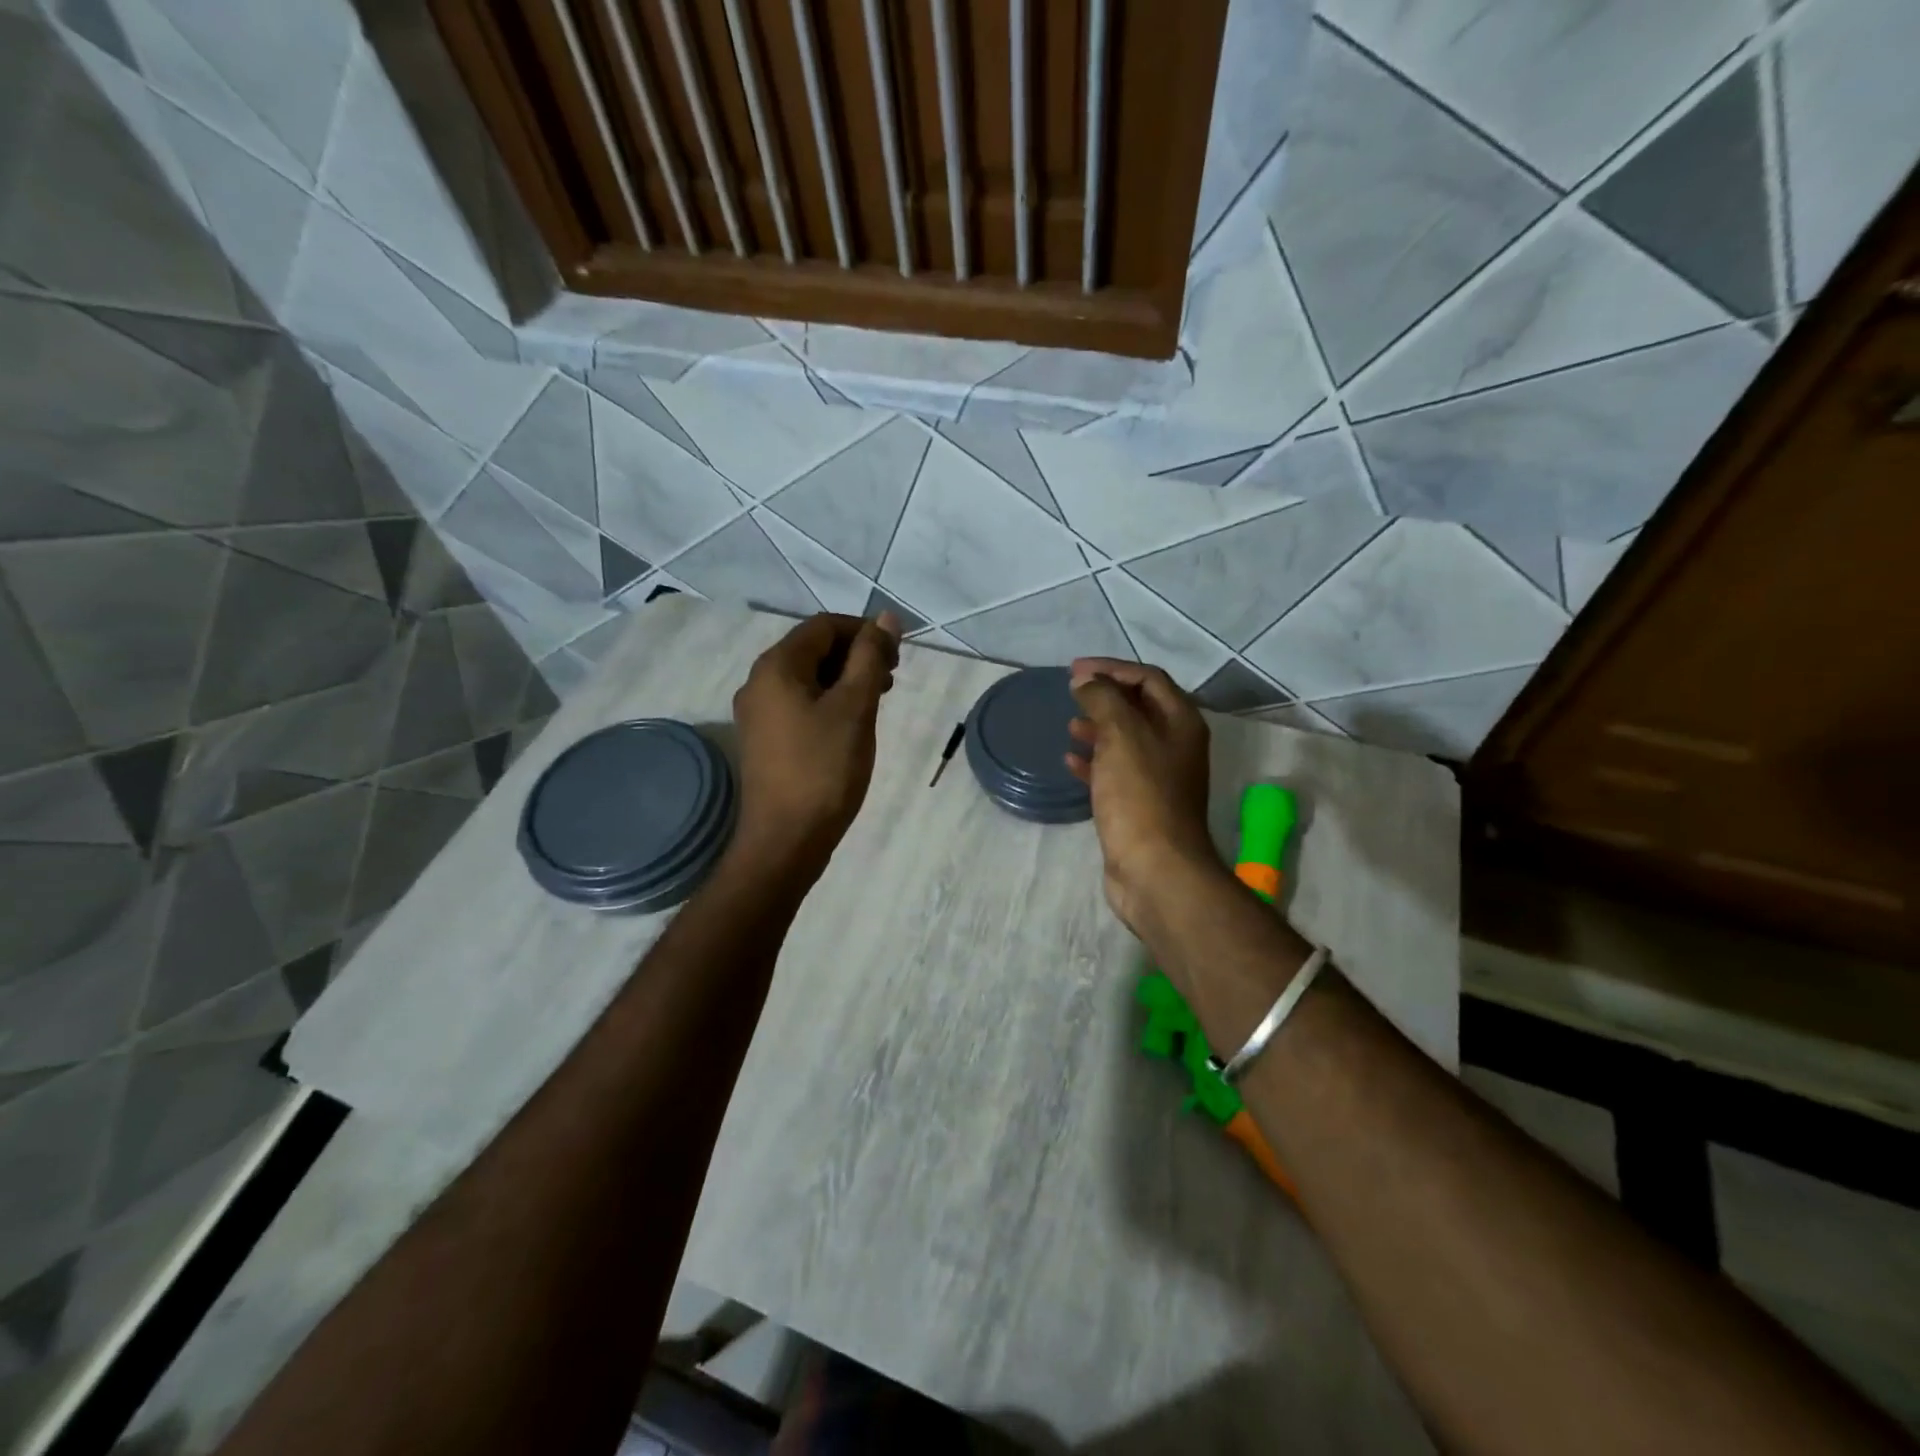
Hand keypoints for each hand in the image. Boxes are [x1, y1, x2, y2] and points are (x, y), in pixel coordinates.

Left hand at [730, 612, 900, 874]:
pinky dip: (828, 701)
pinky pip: (799, 703)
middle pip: (812, 649)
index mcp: (777, 666)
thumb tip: (885, 618)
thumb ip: (871, 658)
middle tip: (891, 679)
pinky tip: (851, 724)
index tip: (897, 655)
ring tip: (877, 701)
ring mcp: (757, 713)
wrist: (785, 840)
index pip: (824, 626)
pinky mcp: (764, 739)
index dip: (864, 631)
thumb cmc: (824, 769)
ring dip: (844, 679)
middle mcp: (758, 681)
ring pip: (807, 678)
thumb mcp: (855, 707)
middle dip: (855, 655)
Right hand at [1065, 659, 1219, 934]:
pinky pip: (1115, 772)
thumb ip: (1103, 698)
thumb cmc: (1140, 795)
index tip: (1075, 670)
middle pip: (1139, 708)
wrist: (1155, 869)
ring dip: (1098, 727)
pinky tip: (1070, 762)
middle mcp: (1176, 746)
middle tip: (1071, 693)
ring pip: (1126, 740)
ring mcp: (1160, 778)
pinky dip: (1094, 762)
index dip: (1112, 668)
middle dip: (1105, 697)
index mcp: (1180, 722)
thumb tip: (1087, 681)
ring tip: (1070, 724)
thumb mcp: (1121, 734)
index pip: (1148, 678)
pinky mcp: (1141, 806)